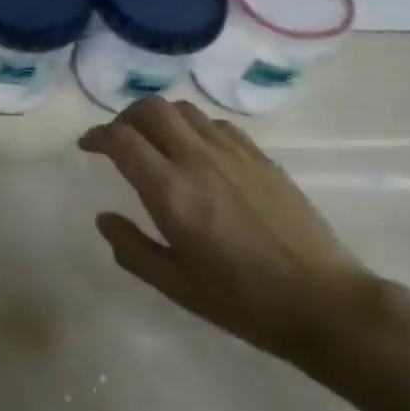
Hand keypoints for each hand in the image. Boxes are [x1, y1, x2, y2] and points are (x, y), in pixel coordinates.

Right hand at [80, 97, 374, 367]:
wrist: (322, 301)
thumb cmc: (242, 301)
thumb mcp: (176, 285)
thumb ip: (132, 248)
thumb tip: (104, 218)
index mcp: (171, 192)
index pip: (122, 140)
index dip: (97, 136)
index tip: (87, 146)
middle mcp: (198, 159)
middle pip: (151, 109)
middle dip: (125, 117)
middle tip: (118, 140)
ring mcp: (233, 152)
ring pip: (183, 109)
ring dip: (159, 118)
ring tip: (155, 142)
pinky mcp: (260, 156)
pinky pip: (215, 124)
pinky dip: (193, 127)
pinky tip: (197, 153)